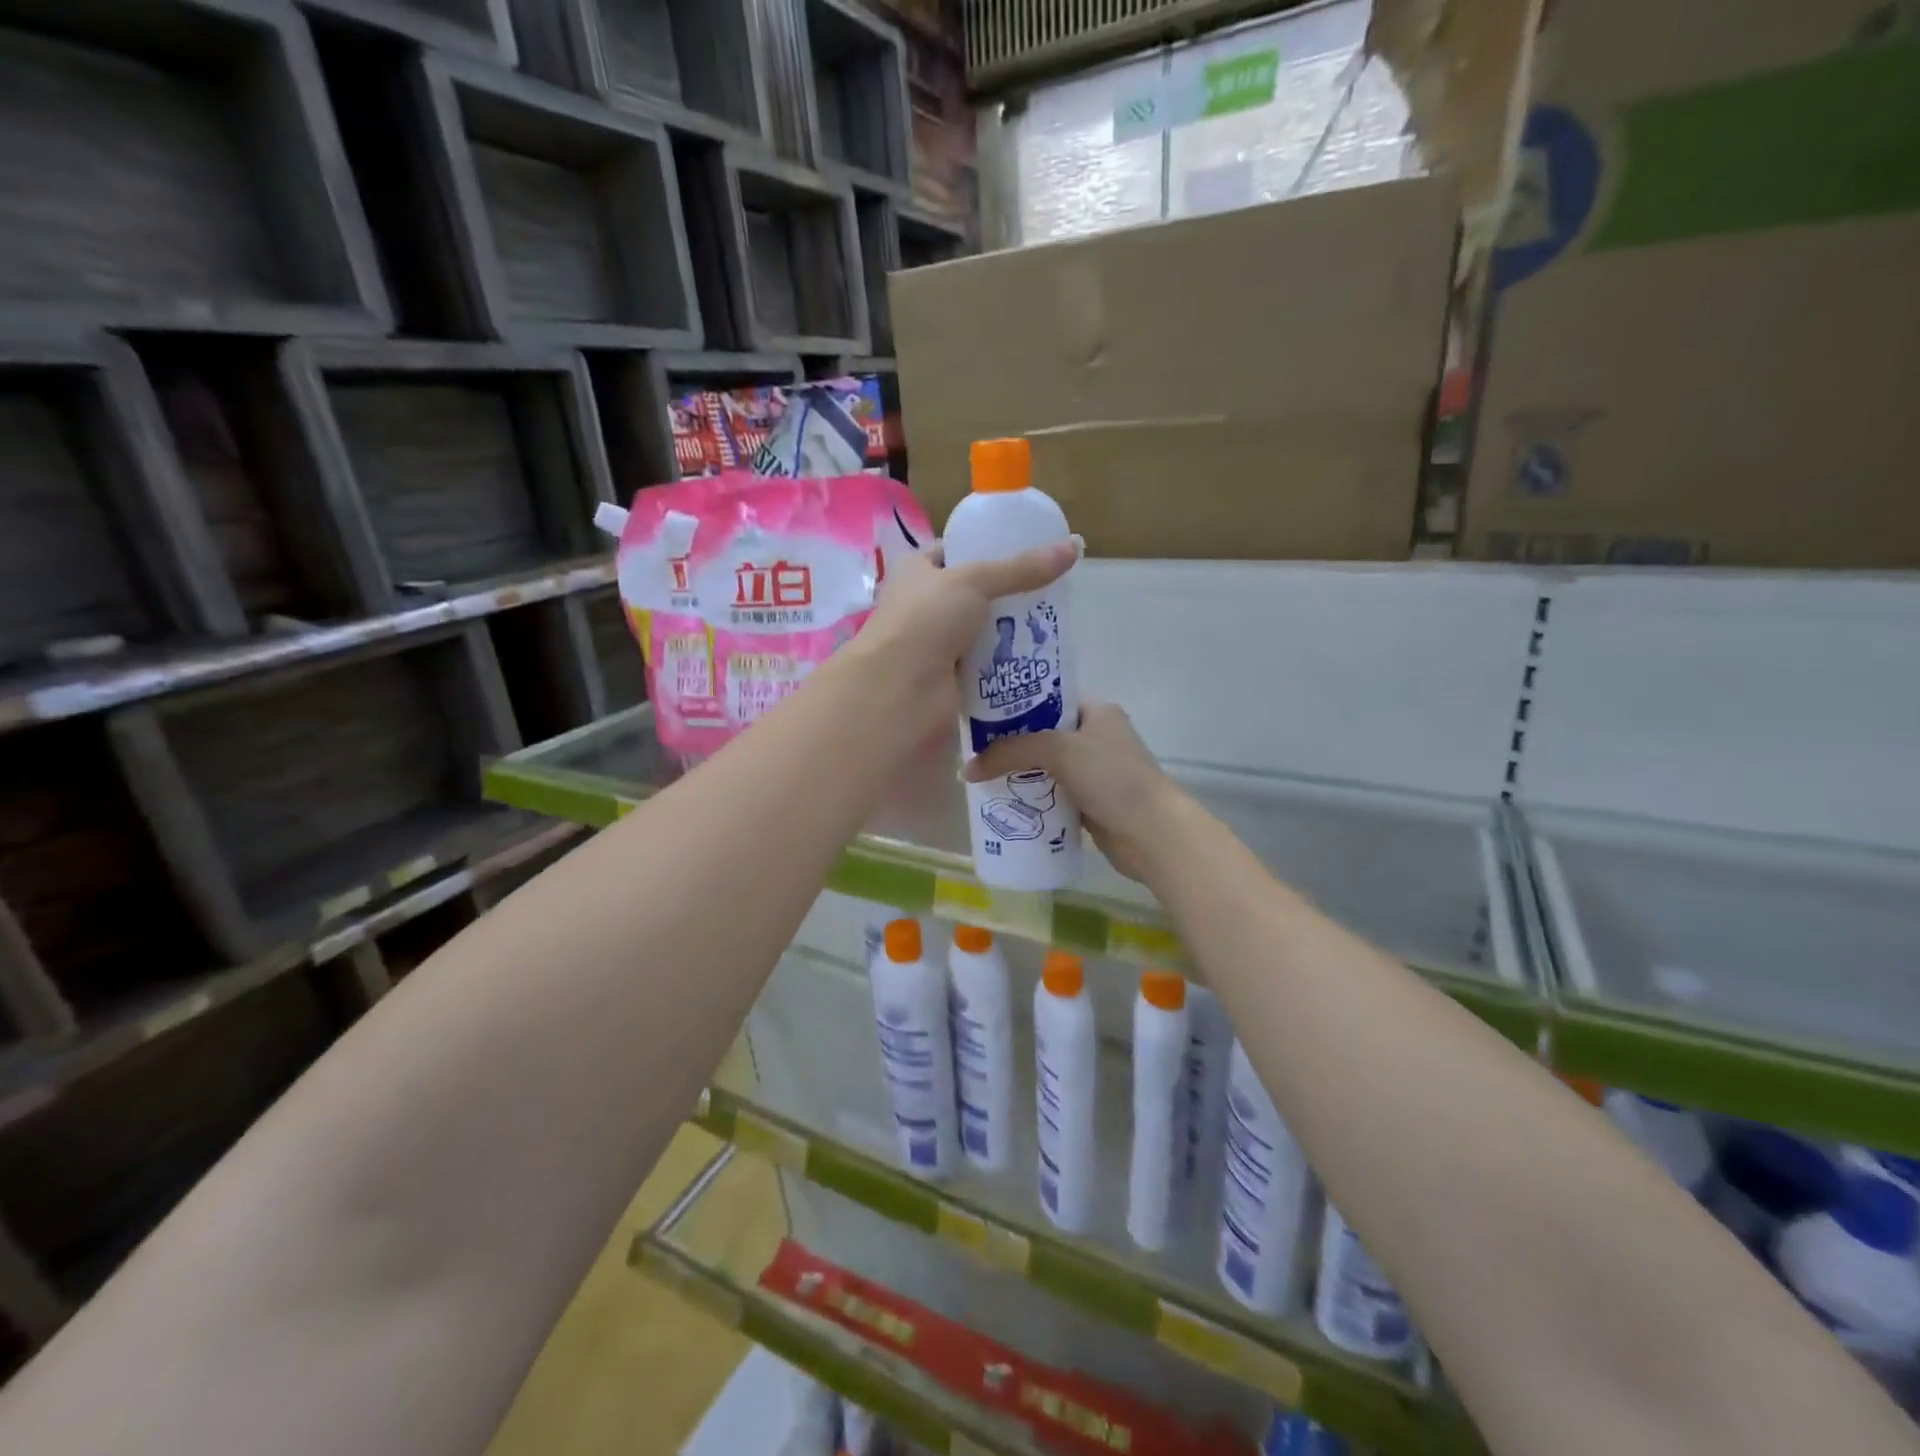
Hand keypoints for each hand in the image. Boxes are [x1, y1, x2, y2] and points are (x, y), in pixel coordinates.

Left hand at [855, 539, 1079, 730]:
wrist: (901, 691)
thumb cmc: (926, 621)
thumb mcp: (975, 581)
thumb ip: (1022, 568)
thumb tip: (1074, 546)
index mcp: (916, 571)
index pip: (953, 552)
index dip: (985, 549)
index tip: (1026, 552)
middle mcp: (922, 606)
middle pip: (972, 594)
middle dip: (1006, 595)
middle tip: (1048, 592)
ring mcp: (935, 644)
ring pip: (980, 631)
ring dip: (1009, 631)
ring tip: (1049, 624)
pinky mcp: (949, 678)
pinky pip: (984, 665)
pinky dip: (1005, 663)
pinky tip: (1035, 658)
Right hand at [963, 701, 1186, 882]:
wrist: (1151, 834)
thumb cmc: (1111, 778)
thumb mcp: (1059, 750)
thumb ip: (1012, 751)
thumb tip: (968, 769)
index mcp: (1097, 711)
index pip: (1049, 697)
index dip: (1016, 702)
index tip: (981, 712)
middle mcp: (1096, 736)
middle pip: (1043, 733)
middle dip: (1011, 742)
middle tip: (974, 747)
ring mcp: (1094, 772)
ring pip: (1046, 766)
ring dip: (1019, 772)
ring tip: (981, 775)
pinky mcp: (1090, 802)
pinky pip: (1052, 793)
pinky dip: (1032, 797)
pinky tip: (1004, 801)